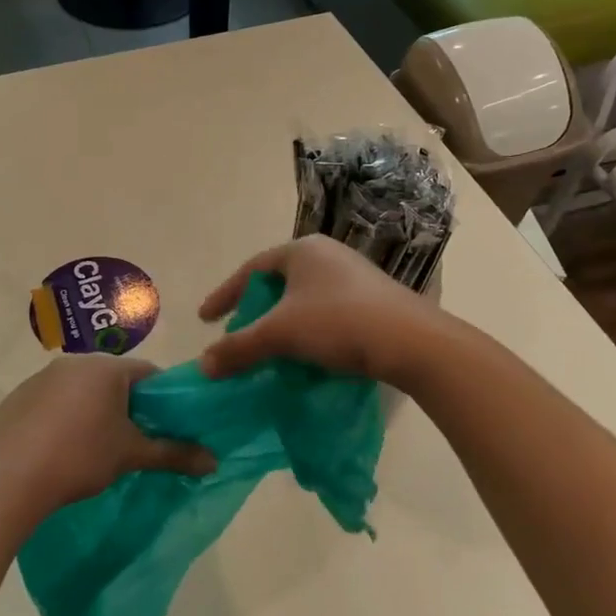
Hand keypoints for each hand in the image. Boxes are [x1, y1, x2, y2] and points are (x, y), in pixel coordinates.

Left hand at [0, 354, 215, 520]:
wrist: (9, 478)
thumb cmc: (80, 457)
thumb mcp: (131, 455)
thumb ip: (173, 453)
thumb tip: (214, 461)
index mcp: (105, 367)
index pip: (147, 373)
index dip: (161, 398)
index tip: (167, 424)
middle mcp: (73, 362)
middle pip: (113, 380)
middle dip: (126, 406)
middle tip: (133, 440)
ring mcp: (40, 378)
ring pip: (80, 390)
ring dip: (92, 411)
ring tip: (94, 450)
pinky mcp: (16, 399)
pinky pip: (50, 403)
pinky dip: (61, 419)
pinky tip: (58, 451)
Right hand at [198, 235, 443, 385]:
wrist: (412, 342)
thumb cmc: (338, 323)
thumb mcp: (281, 334)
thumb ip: (239, 347)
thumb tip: (203, 365)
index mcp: (302, 250)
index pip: (251, 269)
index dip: (224, 294)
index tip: (205, 319)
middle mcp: (328, 255)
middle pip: (278, 282)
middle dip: (255, 309)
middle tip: (238, 333)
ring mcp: (354, 275)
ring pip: (304, 298)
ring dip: (282, 322)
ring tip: (269, 347)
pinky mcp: (373, 299)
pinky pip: (326, 310)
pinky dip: (308, 329)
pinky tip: (307, 353)